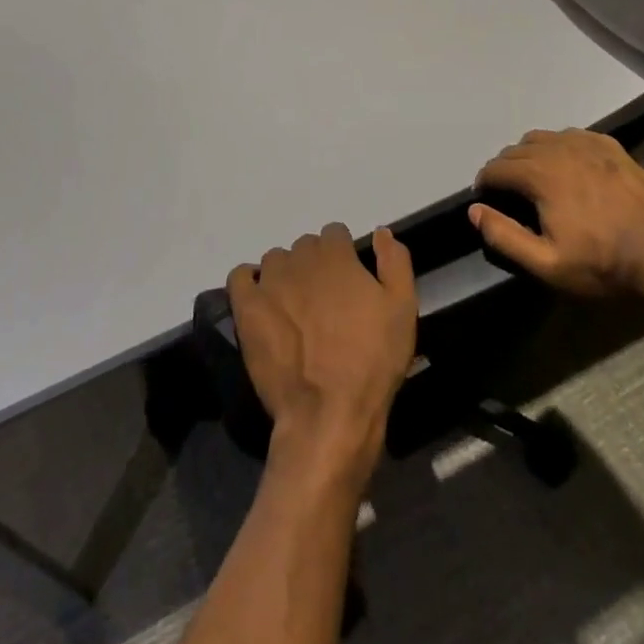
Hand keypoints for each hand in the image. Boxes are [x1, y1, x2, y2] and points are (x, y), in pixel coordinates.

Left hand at [227, 225, 416, 490]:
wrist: (329, 411)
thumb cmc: (372, 360)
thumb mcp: (402, 308)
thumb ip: (395, 262)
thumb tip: (381, 232)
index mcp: (336, 256)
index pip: (334, 233)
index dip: (343, 254)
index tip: (348, 280)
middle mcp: (300, 261)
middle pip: (305, 247)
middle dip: (315, 264)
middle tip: (325, 300)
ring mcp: (270, 283)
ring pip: (275, 261)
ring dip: (285, 274)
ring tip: (295, 306)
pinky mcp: (247, 309)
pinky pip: (240, 277)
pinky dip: (249, 282)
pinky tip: (262, 301)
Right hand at [471, 129, 643, 301]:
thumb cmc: (601, 263)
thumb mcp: (546, 263)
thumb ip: (504, 236)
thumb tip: (474, 210)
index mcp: (539, 174)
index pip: (496, 168)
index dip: (484, 183)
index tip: (485, 199)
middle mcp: (559, 149)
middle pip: (517, 149)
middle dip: (505, 168)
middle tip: (508, 192)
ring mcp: (588, 144)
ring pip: (544, 137)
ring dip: (531, 154)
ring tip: (536, 176)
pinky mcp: (612, 147)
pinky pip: (573, 135)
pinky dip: (561, 146)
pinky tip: (569, 164)